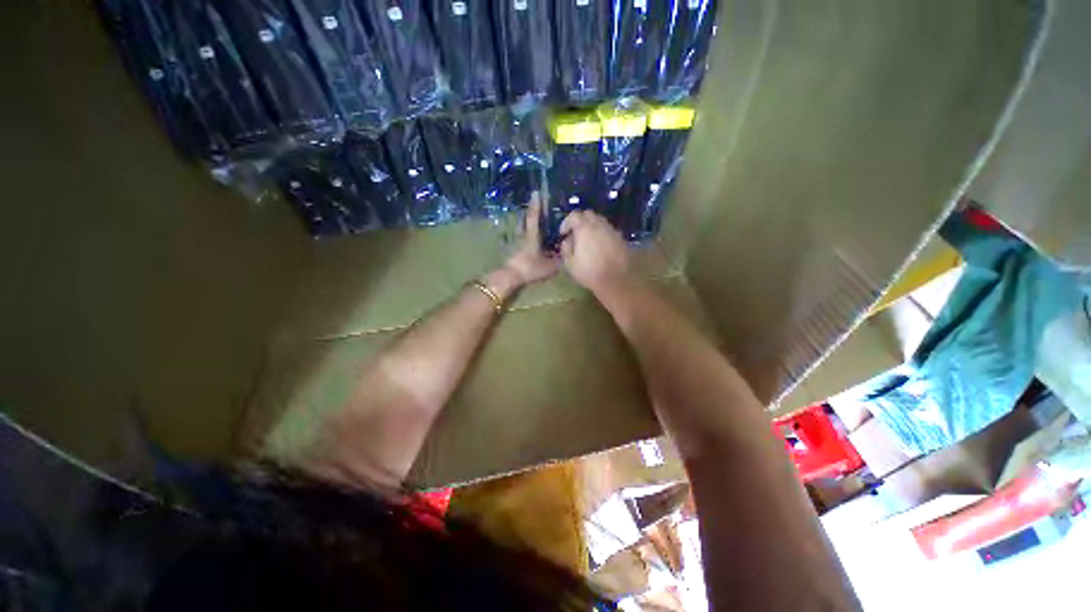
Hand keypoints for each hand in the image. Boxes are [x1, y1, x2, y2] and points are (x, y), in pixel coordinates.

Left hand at [502, 193, 560, 285]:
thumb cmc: (530, 268)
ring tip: (534, 218)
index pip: (534, 216)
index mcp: (532, 235)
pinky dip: (525, 232)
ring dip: (527, 220)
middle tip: (537, 203)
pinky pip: (521, 236)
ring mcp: (516, 242)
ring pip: (522, 227)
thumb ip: (560, 259)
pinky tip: (530, 237)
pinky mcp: (513, 249)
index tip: (537, 192)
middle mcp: (523, 235)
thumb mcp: (549, 266)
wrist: (510, 276)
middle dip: (532, 210)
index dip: (536, 204)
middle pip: (526, 219)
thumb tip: (568, 252)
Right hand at [559, 210, 632, 296]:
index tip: (563, 233)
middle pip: (588, 214)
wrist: (616, 279)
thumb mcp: (570, 264)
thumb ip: (566, 249)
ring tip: (586, 239)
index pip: (574, 216)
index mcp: (584, 228)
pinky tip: (598, 246)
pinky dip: (601, 233)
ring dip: (591, 226)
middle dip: (579, 221)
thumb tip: (567, 241)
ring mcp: (611, 230)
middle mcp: (599, 225)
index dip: (566, 223)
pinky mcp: (620, 238)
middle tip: (574, 233)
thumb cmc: (590, 271)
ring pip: (599, 221)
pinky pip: (607, 230)